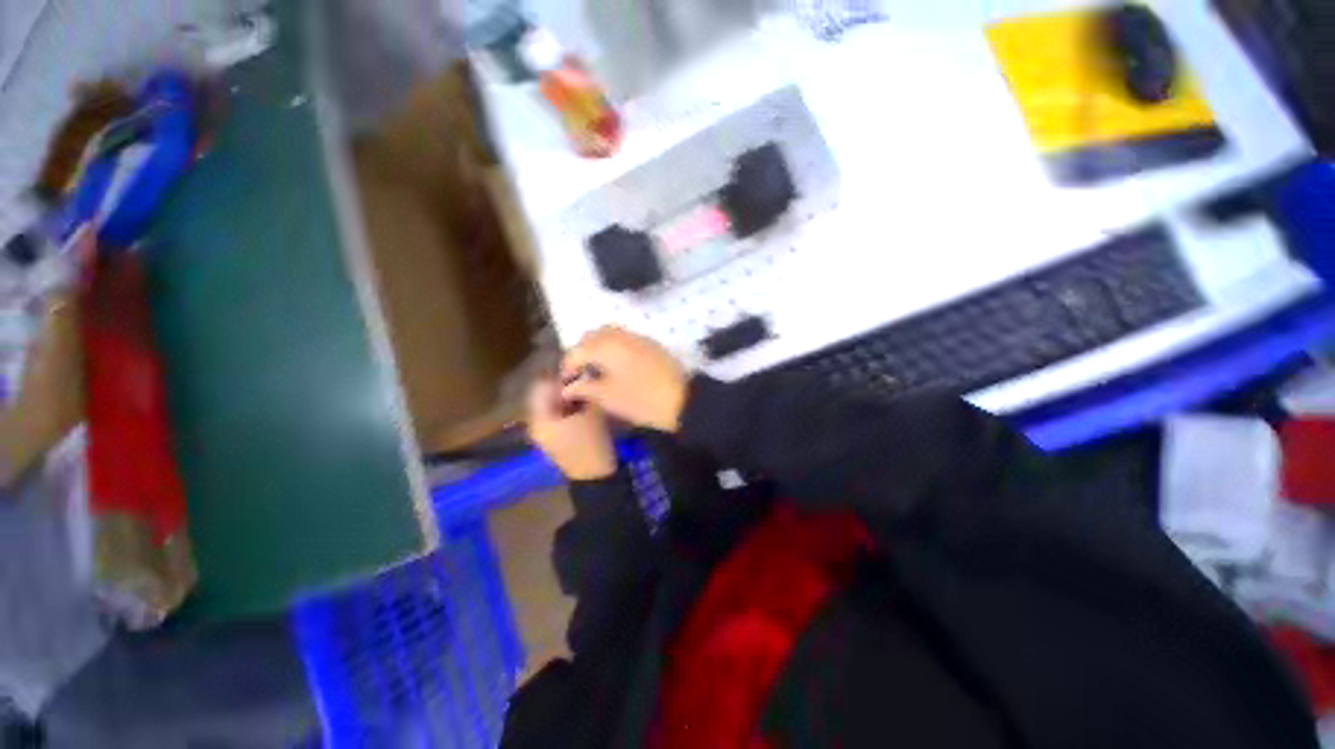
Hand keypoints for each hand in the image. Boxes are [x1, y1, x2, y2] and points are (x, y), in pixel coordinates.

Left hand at [527, 378, 616, 480]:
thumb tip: (584, 373)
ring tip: (585, 393)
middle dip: (563, 386)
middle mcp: (536, 424)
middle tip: (583, 381)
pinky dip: (566, 409)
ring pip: (550, 406)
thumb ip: (585, 390)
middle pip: (544, 396)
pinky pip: (554, 416)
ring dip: (565, 397)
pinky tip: (582, 407)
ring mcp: (543, 433)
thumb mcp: (592, 412)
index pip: (542, 386)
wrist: (595, 476)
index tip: (578, 372)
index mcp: (541, 418)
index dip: (559, 376)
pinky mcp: (552, 439)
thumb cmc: (592, 443)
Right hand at [561, 327, 688, 432]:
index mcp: (605, 345)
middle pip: (592, 337)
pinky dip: (614, 349)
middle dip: (582, 353)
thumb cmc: (641, 400)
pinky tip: (616, 368)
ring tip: (597, 371)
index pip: (576, 351)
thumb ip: (584, 388)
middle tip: (581, 374)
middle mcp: (619, 335)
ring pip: (609, 335)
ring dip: (598, 349)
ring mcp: (637, 337)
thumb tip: (568, 388)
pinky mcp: (650, 344)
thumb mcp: (608, 397)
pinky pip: (624, 340)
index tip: (566, 385)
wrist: (683, 399)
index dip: (568, 367)